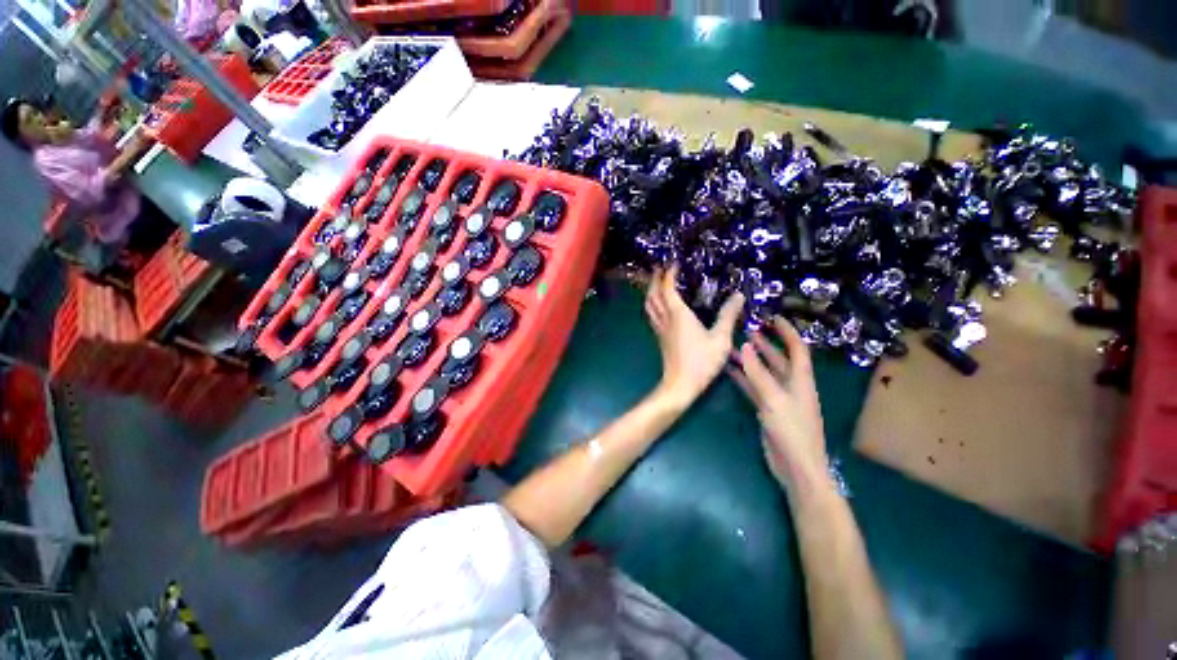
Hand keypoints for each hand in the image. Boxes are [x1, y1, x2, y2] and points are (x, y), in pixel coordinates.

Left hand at [644, 264, 743, 408]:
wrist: (680, 385)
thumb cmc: (701, 362)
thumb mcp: (720, 339)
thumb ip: (728, 316)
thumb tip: (738, 296)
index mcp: (678, 315)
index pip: (668, 288)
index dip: (668, 274)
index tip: (673, 263)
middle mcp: (665, 319)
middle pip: (653, 295)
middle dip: (654, 280)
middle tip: (659, 268)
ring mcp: (660, 329)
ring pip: (649, 306)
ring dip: (650, 292)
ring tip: (656, 283)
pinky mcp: (660, 338)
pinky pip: (652, 315)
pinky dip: (653, 305)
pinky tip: (660, 307)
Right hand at [728, 318, 826, 486]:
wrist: (796, 467)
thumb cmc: (792, 430)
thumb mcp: (774, 398)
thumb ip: (757, 372)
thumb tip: (744, 346)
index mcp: (801, 379)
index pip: (797, 348)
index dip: (787, 332)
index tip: (772, 318)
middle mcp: (791, 385)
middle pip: (778, 359)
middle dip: (764, 344)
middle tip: (745, 330)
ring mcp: (778, 397)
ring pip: (763, 373)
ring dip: (750, 360)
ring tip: (732, 346)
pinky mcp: (767, 409)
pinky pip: (754, 387)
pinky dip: (743, 378)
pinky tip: (730, 370)